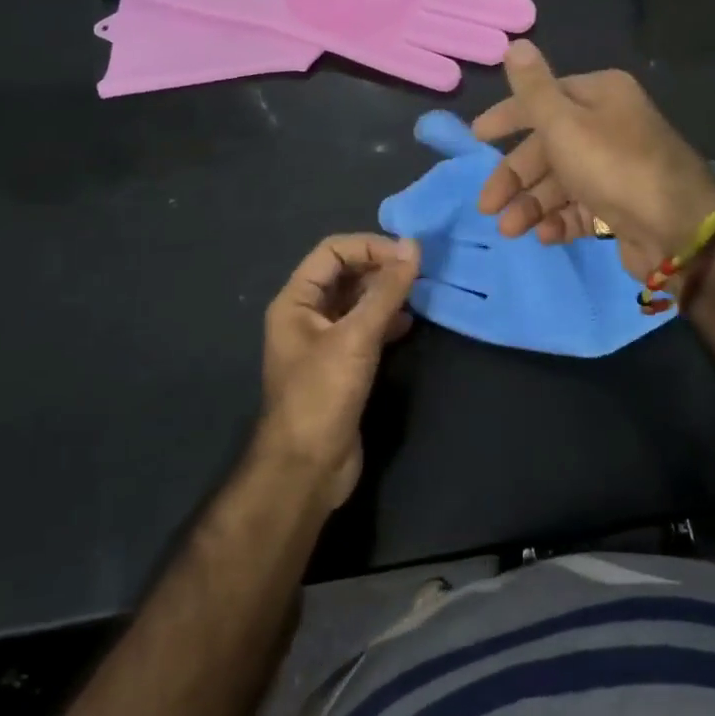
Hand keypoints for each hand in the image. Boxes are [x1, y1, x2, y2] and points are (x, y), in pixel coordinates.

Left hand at [259, 233, 419, 508]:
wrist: (307, 468)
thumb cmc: (323, 395)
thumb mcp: (356, 337)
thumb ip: (385, 291)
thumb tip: (413, 246)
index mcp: (295, 301)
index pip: (332, 252)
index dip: (369, 246)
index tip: (407, 256)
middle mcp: (306, 316)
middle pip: (345, 274)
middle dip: (379, 267)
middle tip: (418, 272)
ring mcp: (323, 342)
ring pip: (357, 301)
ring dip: (386, 293)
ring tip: (418, 293)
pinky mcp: (341, 366)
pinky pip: (365, 329)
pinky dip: (387, 320)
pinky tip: (409, 324)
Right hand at [472, 41, 714, 280]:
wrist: (677, 227)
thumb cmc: (613, 166)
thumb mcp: (564, 123)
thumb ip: (533, 89)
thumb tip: (515, 43)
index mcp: (599, 96)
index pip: (541, 100)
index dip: (506, 118)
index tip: (476, 138)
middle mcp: (608, 125)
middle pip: (547, 147)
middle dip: (515, 177)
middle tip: (487, 206)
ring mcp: (615, 167)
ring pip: (560, 181)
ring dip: (532, 205)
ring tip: (511, 230)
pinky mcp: (620, 204)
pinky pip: (580, 207)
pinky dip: (559, 220)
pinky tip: (545, 237)